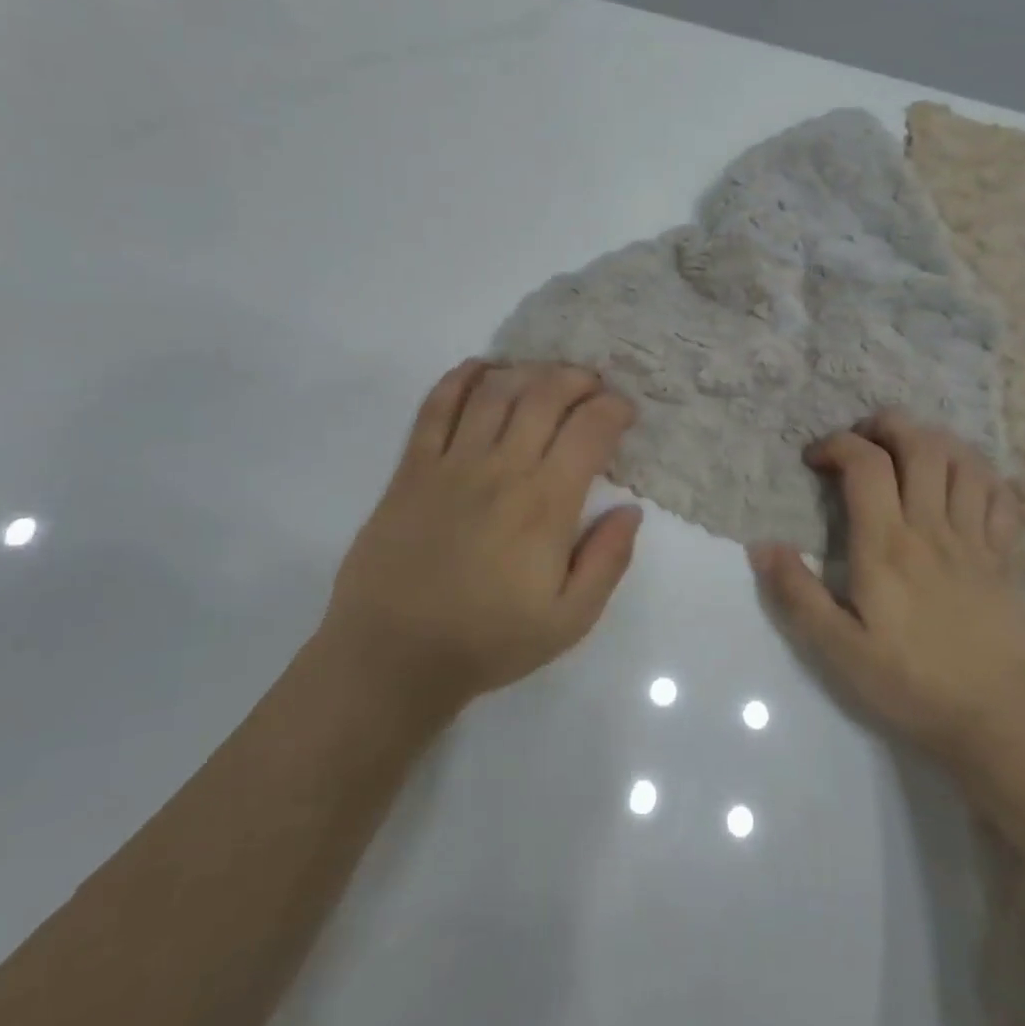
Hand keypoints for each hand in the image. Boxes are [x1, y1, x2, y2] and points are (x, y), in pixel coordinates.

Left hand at [324, 360, 642, 723]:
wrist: (393, 656)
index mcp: (545, 504)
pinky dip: (461, 378)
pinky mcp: (412, 468)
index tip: (624, 412)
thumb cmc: (488, 641)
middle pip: (544, 395)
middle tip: (591, 385)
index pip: (589, 430)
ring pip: (496, 391)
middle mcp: (502, 469)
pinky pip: (436, 406)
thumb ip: (608, 561)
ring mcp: (452, 463)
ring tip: (545, 376)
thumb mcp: (569, 620)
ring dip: (528, 372)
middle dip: (577, 379)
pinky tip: (481, 369)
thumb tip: (631, 509)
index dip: (614, 409)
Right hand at [750, 411, 1024, 763]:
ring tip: (911, 452)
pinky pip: (1002, 495)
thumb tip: (760, 546)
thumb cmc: (913, 683)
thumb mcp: (838, 649)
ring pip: (964, 460)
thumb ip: (797, 594)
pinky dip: (982, 475)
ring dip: (935, 441)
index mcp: (887, 543)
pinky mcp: (1008, 557)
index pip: (866, 463)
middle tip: (864, 439)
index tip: (816, 459)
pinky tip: (965, 482)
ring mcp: (977, 538)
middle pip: (920, 444)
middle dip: (887, 425)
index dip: (837, 445)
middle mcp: (932, 526)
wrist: (1004, 719)